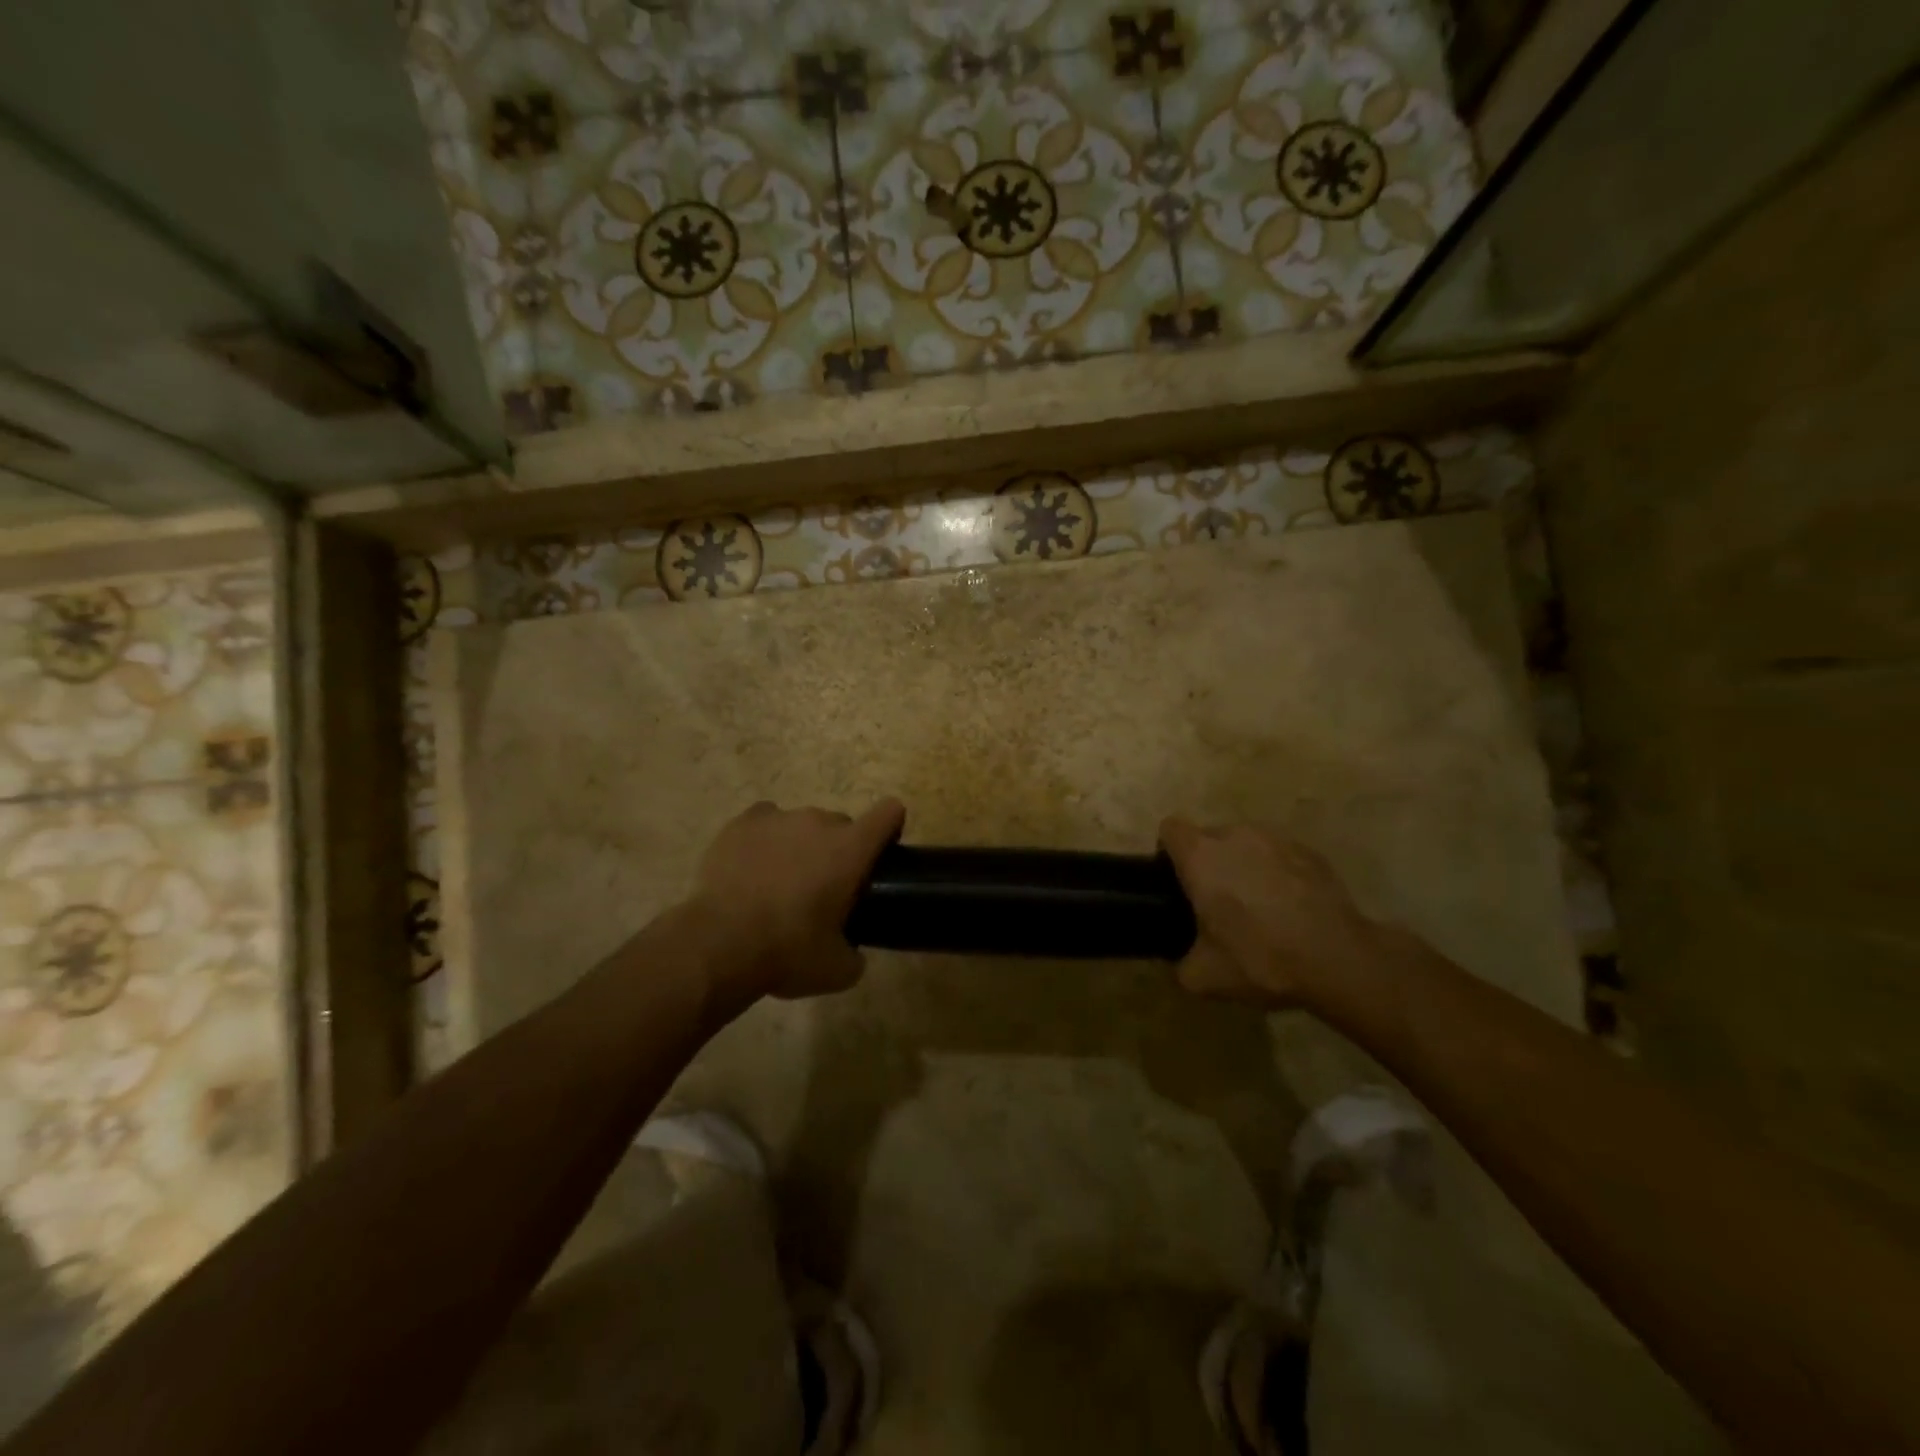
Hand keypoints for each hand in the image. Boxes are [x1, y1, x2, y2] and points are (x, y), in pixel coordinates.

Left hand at [684, 798, 904, 1007]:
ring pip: (801, 824)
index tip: (881, 854)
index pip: (889, 812)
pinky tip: (753, 866)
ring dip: (800, 846)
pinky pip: (765, 821)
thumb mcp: (837, 970)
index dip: (890, 828)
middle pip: (841, 824)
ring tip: (779, 883)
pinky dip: (765, 839)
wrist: (719, 944)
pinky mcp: (742, 823)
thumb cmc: (788, 952)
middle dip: (838, 851)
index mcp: (851, 849)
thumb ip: (855, 954)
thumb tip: (853, 952)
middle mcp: (819, 822)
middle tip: (822, 889)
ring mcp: (778, 818)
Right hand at [1159, 819, 1383, 1008]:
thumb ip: (1180, 964)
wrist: (1339, 960)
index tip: (1177, 881)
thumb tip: (1181, 961)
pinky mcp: (1311, 852)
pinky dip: (1277, 873)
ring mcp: (1277, 839)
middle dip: (1208, 862)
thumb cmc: (1261, 959)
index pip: (1170, 829)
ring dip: (1243, 864)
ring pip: (1246, 844)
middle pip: (1209, 836)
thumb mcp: (1204, 977)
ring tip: (1257, 904)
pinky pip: (1280, 855)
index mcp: (1201, 857)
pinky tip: (1290, 907)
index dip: (1168, 851)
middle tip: (1216, 903)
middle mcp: (1235, 836)